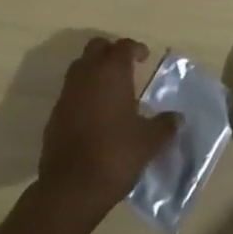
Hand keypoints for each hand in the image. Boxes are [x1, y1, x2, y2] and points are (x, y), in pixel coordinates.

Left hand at [38, 37, 178, 222]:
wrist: (71, 187)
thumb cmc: (115, 155)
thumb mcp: (148, 142)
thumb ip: (165, 125)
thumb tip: (177, 118)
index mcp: (111, 72)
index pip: (123, 46)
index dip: (136, 48)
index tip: (145, 58)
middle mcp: (86, 75)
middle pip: (96, 47)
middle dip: (111, 52)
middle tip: (127, 67)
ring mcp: (66, 93)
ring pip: (80, 67)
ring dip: (95, 71)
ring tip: (112, 90)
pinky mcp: (54, 114)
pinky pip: (71, 92)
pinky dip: (83, 94)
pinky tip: (95, 115)